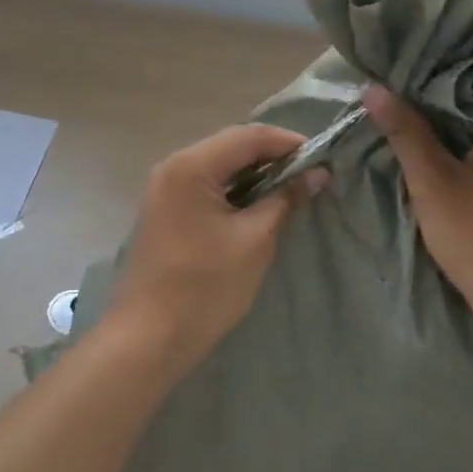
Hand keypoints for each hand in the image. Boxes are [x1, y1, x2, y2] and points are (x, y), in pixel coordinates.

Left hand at [102, 124, 327, 382]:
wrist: (149, 335)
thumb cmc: (205, 286)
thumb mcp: (254, 241)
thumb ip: (284, 200)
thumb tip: (316, 174)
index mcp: (190, 166)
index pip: (247, 136)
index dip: (287, 142)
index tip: (323, 157)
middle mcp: (172, 166)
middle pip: (229, 146)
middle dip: (271, 156)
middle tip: (310, 173)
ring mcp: (163, 187)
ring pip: (217, 165)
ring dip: (253, 173)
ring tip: (290, 188)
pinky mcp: (164, 208)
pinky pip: (204, 184)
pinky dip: (233, 188)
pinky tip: (257, 204)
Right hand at [363, 85, 472, 339]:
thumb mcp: (433, 185)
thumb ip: (405, 134)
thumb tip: (374, 87)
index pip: (461, 92)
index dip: (422, 93)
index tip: (392, 98)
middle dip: (439, 122)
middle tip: (398, 124)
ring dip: (459, 148)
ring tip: (421, 148)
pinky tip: (458, 182)